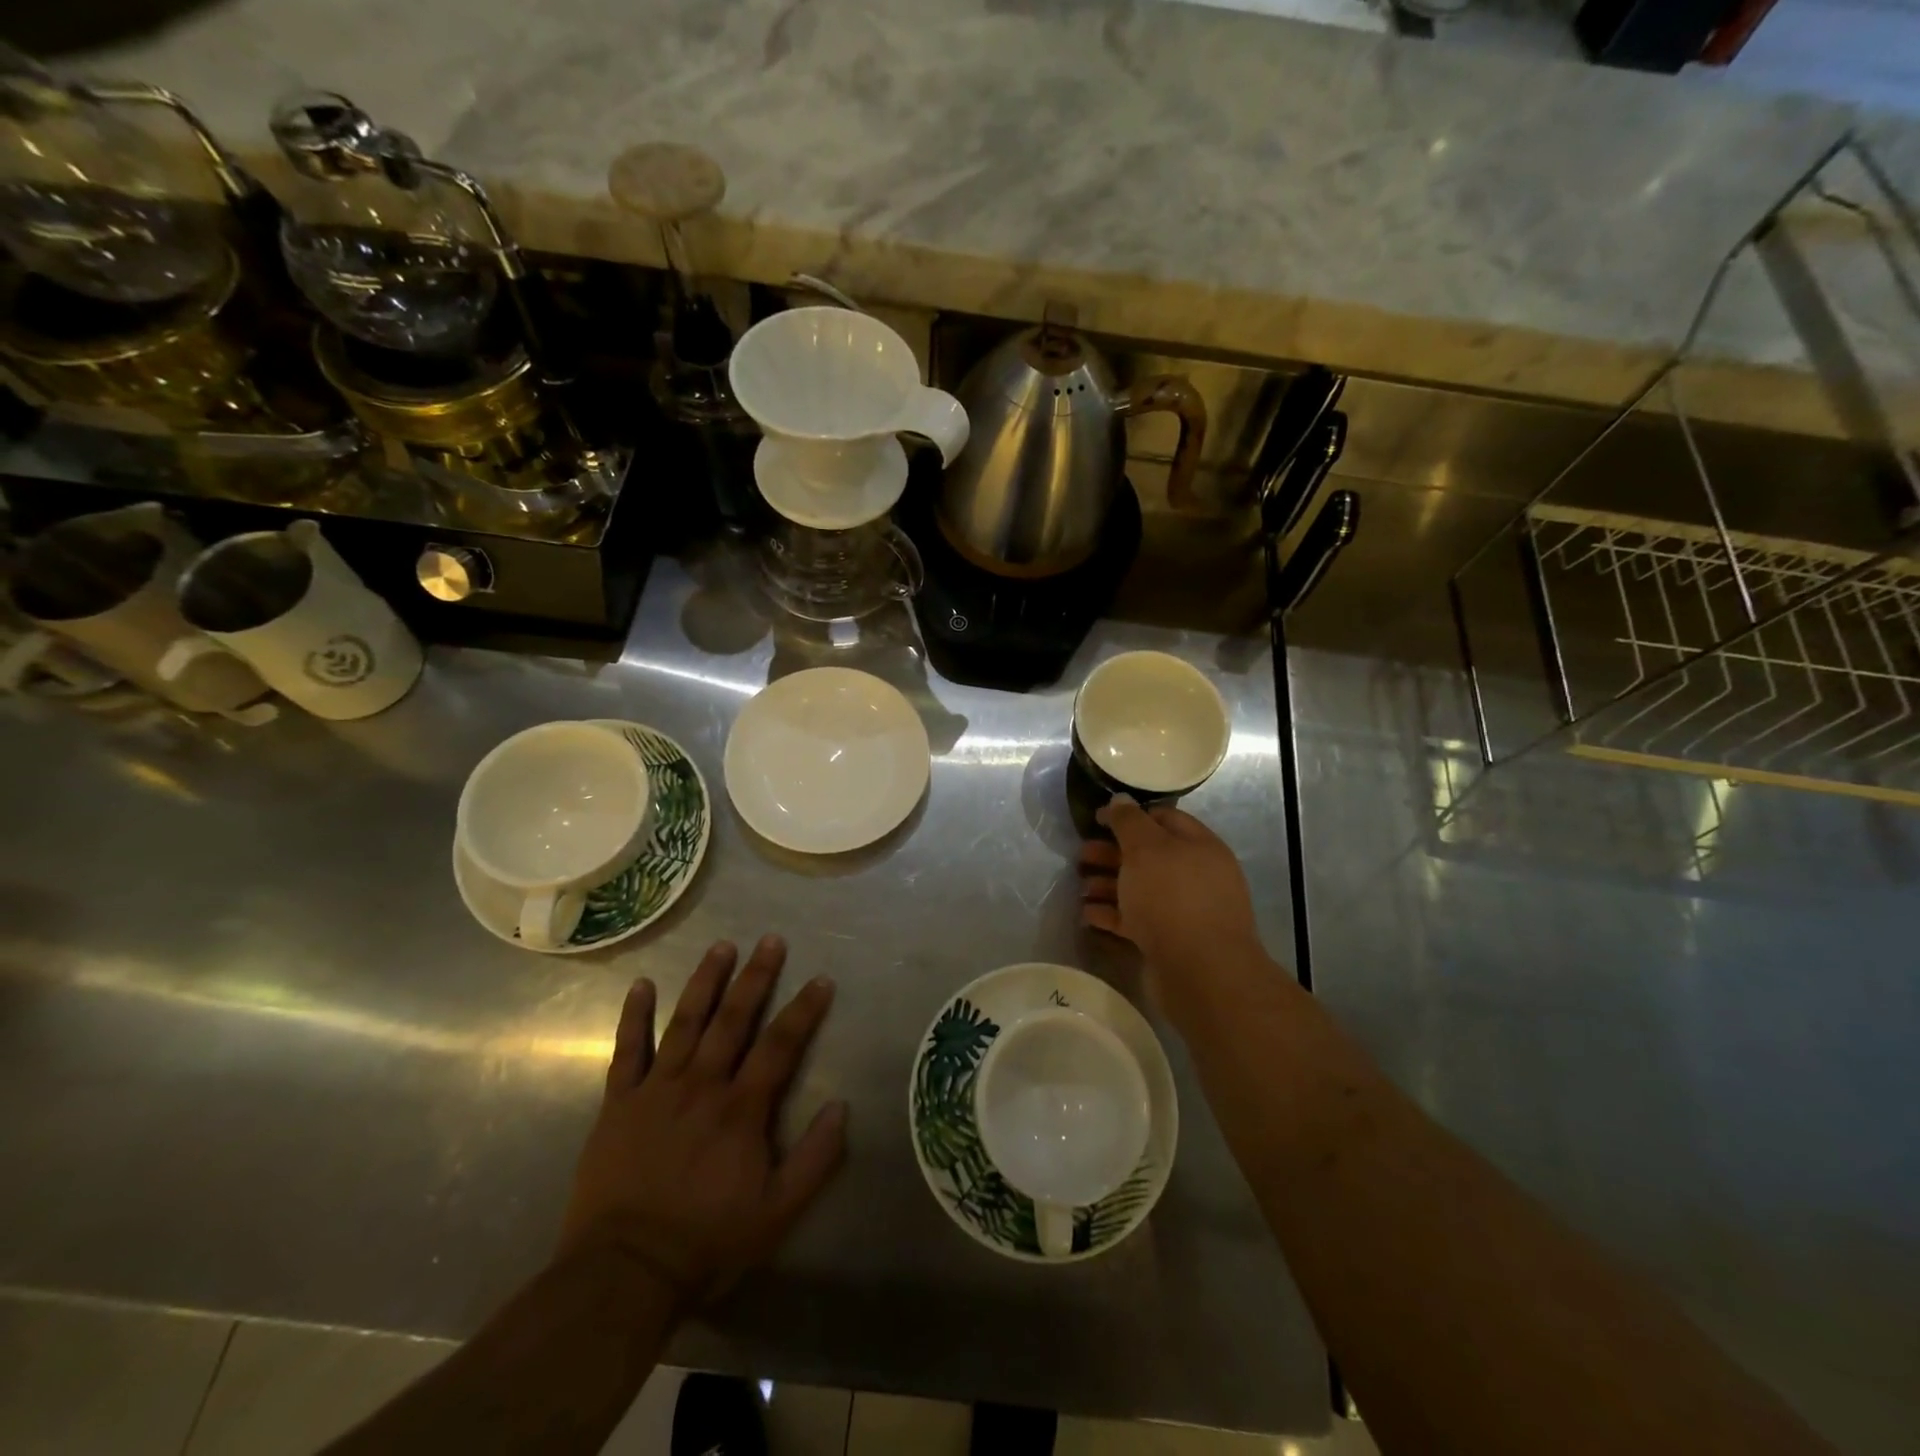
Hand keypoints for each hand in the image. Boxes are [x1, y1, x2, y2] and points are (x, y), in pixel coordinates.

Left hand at [560, 935, 846, 1312]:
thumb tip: (842, 1106)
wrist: (623, 1273)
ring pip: (685, 1022)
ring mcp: (657, 1089)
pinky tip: (640, 984)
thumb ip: (815, 1159)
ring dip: (705, 981)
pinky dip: (633, 1016)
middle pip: (733, 1020)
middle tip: (771, 939)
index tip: (821, 979)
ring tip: (722, 946)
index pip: (780, 1046)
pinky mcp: (619, 1103)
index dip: (803, 1010)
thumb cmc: (707, 1242)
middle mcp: (702, 1085)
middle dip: (756, 977)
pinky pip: (626, 1051)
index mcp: (741, 1109)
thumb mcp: (777, 1213)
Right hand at [1079, 798, 1266, 1021]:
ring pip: (1139, 889)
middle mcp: (1195, 875)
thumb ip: (1129, 822)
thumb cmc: (1172, 898)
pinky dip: (1112, 915)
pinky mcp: (1170, 940)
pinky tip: (1087, 915)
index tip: (1096, 820)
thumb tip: (1119, 799)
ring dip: (1108, 885)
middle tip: (1080, 856)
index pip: (1163, 819)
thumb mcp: (1146, 849)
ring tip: (1080, 888)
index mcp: (1199, 846)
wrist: (1201, 972)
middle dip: (1111, 854)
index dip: (1129, 816)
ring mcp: (1184, 910)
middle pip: (1148, 856)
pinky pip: (1136, 920)